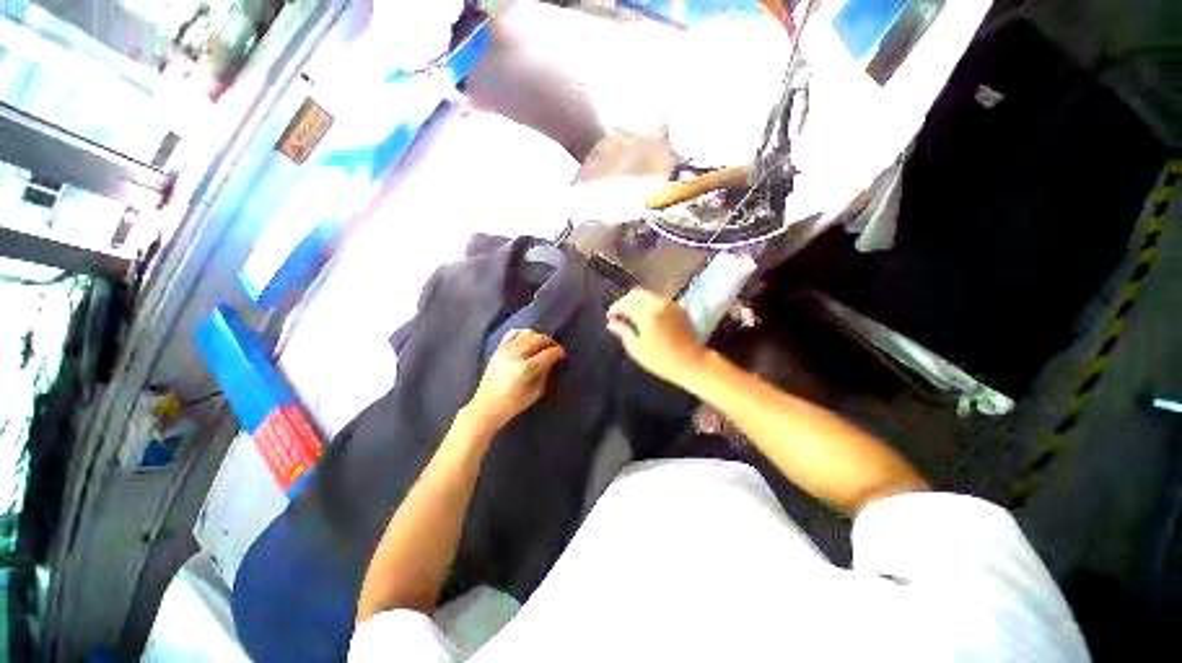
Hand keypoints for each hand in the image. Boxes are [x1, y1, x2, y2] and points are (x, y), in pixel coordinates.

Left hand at [465, 329, 565, 430]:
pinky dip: (523, 334)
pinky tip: (527, 341)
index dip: (558, 352)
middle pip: (539, 339)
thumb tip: (552, 360)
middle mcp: (515, 356)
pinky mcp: (498, 350)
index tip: (562, 355)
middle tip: (555, 349)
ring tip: (542, 346)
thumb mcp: (536, 393)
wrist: (486, 407)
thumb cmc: (513, 404)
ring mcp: (505, 351)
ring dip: (538, 337)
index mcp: (526, 369)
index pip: (548, 353)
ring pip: (527, 333)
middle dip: (551, 342)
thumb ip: (545, 373)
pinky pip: (513, 333)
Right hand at [606, 288, 706, 385]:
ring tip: (632, 317)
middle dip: (625, 302)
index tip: (610, 318)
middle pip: (635, 294)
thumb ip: (623, 332)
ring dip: (637, 302)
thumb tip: (611, 323)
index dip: (614, 308)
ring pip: (647, 294)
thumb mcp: (637, 349)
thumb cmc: (662, 361)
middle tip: (620, 316)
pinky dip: (649, 304)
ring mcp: (670, 304)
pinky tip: (647, 317)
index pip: (625, 303)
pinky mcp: (679, 308)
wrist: (693, 363)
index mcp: (647, 315)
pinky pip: (659, 299)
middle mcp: (659, 304)